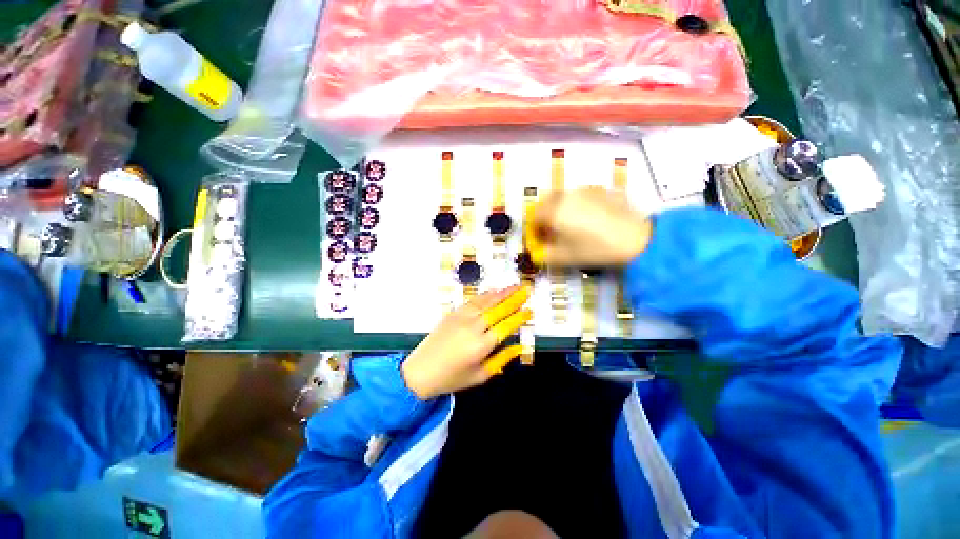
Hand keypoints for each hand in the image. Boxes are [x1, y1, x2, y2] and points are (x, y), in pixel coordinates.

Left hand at [402, 286, 532, 398]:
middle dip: (514, 299)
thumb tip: (519, 347)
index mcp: (481, 346)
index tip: (530, 310)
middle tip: (526, 290)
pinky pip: (472, 301)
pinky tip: (493, 291)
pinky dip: (485, 295)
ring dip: (502, 293)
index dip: (519, 317)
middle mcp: (473, 328)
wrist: (420, 371)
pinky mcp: (453, 313)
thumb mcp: (480, 376)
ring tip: (514, 286)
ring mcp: (461, 318)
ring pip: (486, 301)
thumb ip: (501, 359)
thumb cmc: (452, 378)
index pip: (506, 326)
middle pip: (498, 309)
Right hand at [527, 187, 652, 267]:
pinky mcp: (601, 190)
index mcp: (554, 212)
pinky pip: (582, 195)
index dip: (535, 228)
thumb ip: (546, 256)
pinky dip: (579, 204)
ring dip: (561, 207)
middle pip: (547, 201)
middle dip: (546, 214)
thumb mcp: (566, 258)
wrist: (635, 239)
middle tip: (554, 229)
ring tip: (573, 223)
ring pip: (564, 196)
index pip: (535, 216)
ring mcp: (585, 190)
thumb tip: (537, 254)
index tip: (542, 238)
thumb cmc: (595, 249)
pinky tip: (591, 218)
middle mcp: (566, 196)